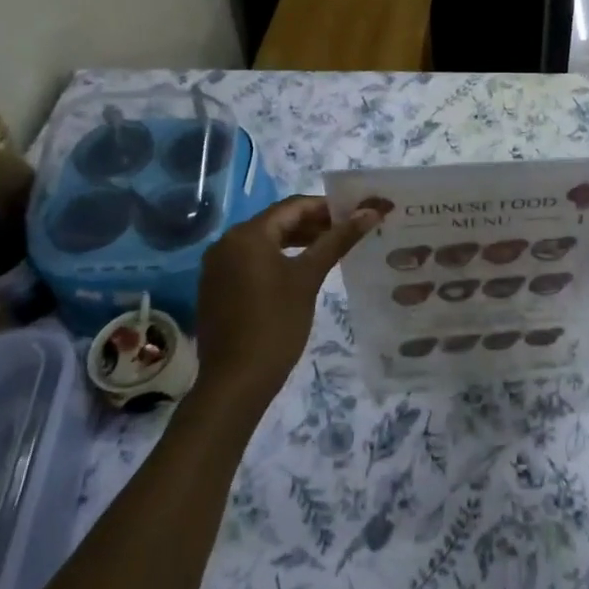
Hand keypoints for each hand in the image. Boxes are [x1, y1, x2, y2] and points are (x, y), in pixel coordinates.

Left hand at [194, 195, 377, 403]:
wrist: (235, 381)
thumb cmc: (276, 324)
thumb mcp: (309, 277)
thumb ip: (338, 240)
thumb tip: (371, 211)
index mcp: (248, 234)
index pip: (293, 206)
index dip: (327, 207)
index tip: (355, 214)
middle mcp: (226, 243)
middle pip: (277, 222)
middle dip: (313, 225)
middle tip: (347, 233)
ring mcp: (217, 267)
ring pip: (264, 243)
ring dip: (296, 243)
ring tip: (330, 250)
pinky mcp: (217, 288)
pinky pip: (251, 262)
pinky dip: (277, 260)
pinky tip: (300, 273)